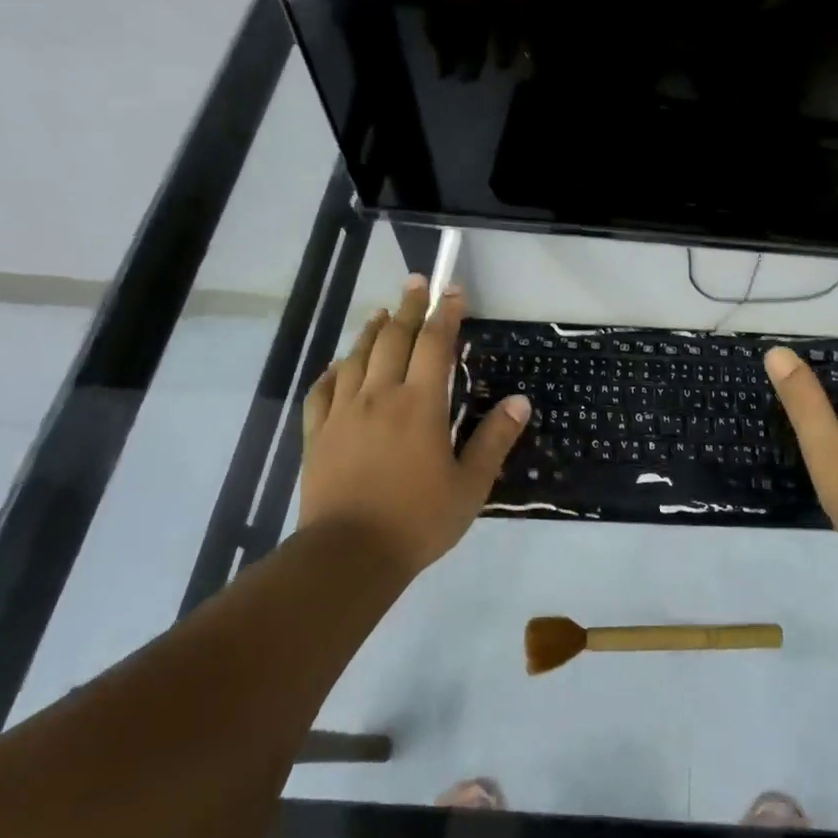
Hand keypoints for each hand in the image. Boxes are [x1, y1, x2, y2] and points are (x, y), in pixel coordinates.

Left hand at [299, 277, 530, 572]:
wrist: (349, 555)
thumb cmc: (418, 520)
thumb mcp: (471, 484)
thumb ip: (494, 439)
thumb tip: (519, 402)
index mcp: (420, 404)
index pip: (435, 344)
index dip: (446, 313)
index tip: (452, 290)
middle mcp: (380, 396)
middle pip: (394, 339)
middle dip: (409, 307)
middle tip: (416, 282)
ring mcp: (343, 413)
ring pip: (356, 358)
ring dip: (371, 331)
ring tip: (382, 313)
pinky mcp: (317, 434)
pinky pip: (322, 391)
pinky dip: (332, 371)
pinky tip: (337, 365)